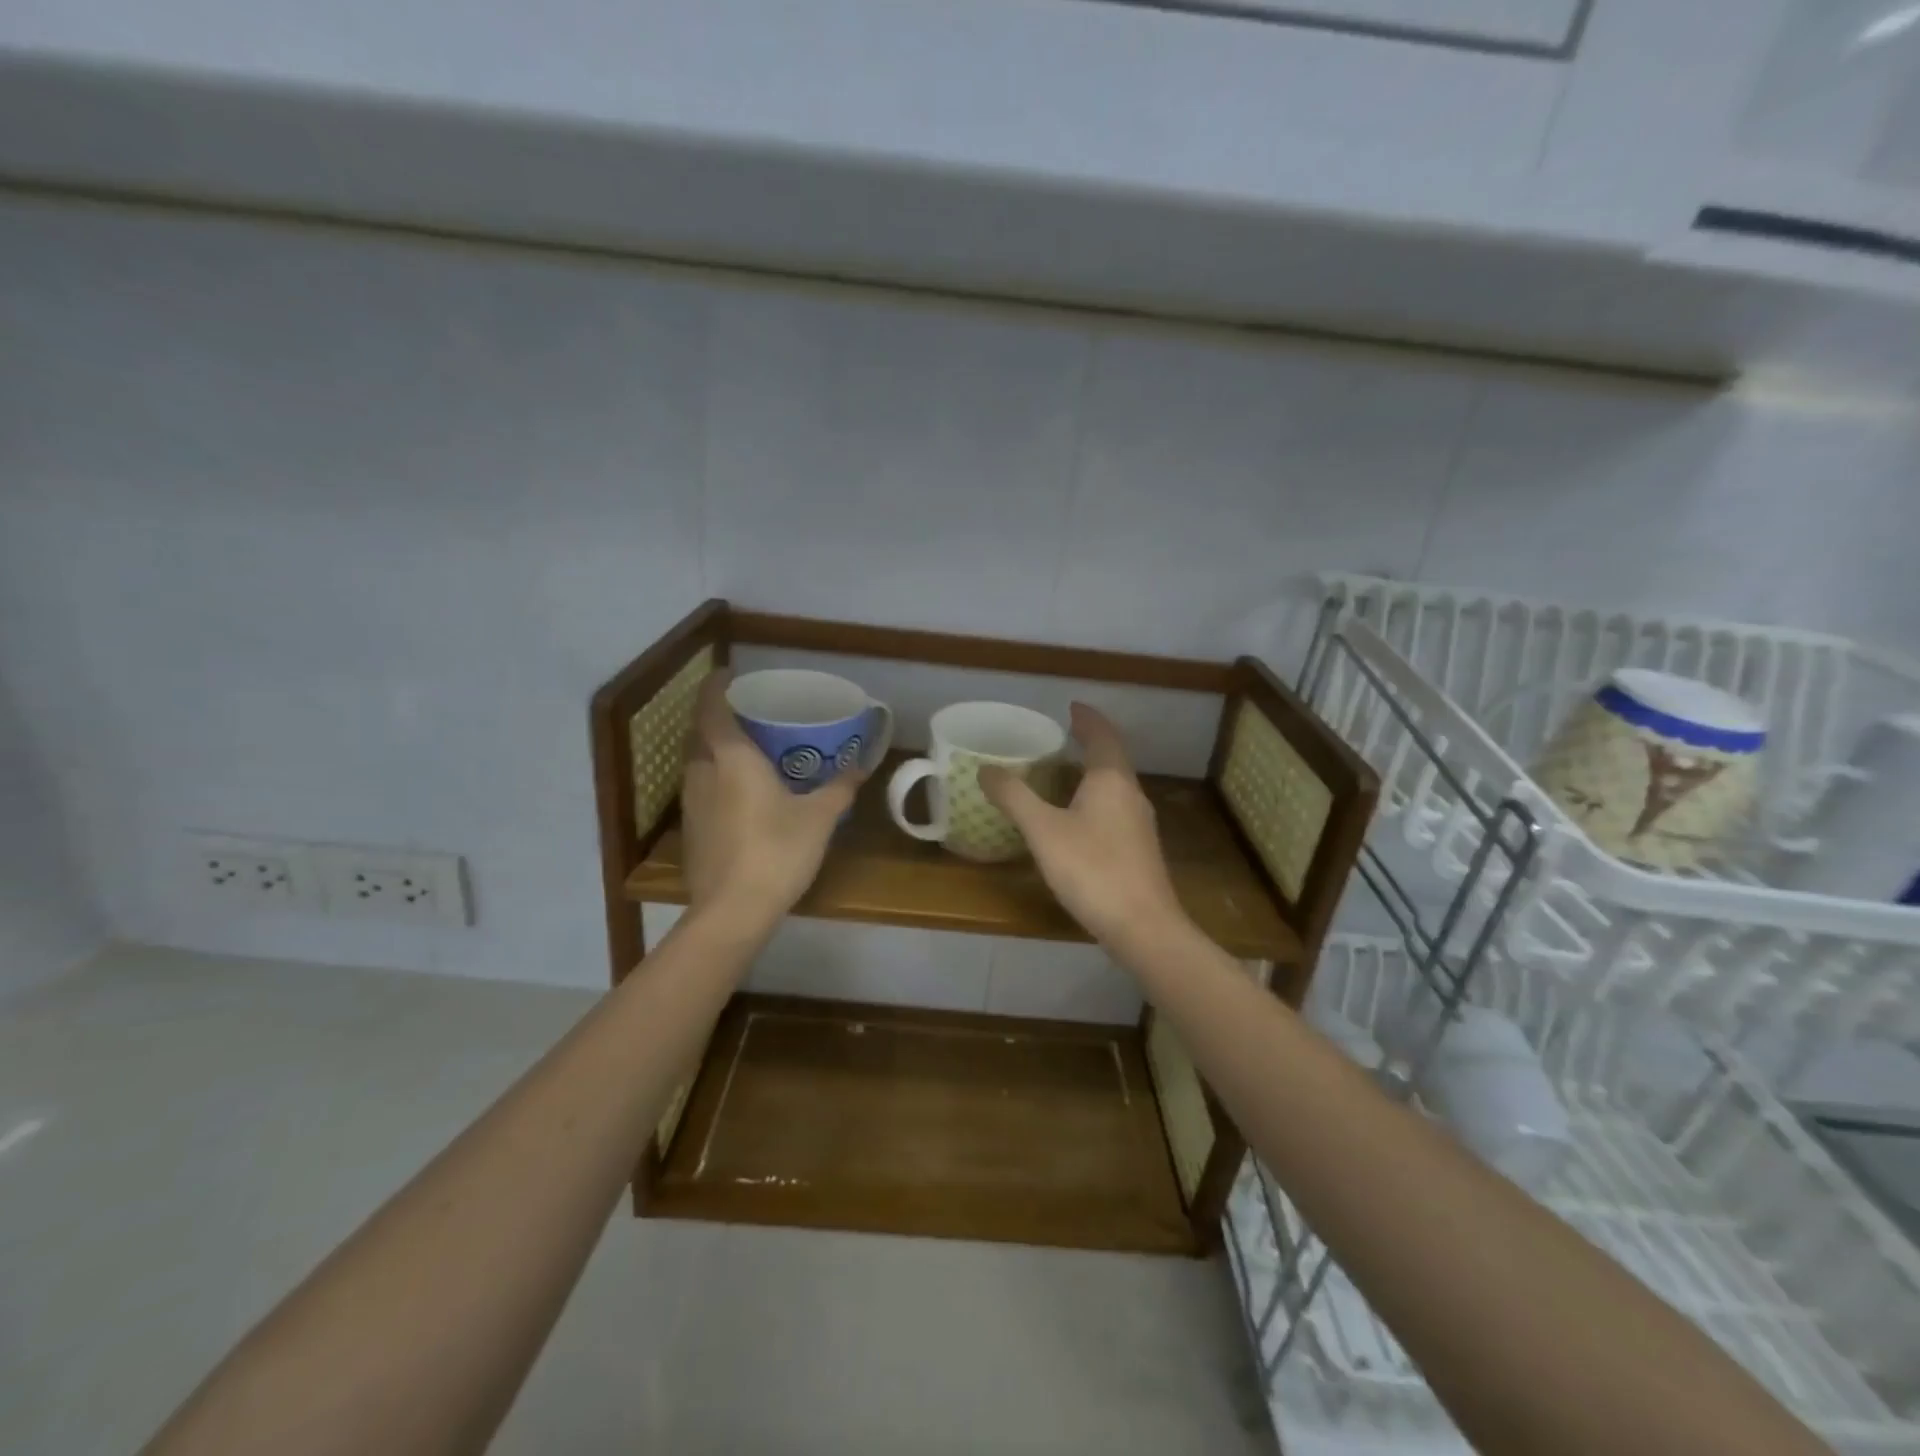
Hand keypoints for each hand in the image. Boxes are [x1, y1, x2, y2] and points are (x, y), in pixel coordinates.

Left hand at [680, 672, 865, 925]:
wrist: (733, 911)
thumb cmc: (777, 851)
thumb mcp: (819, 817)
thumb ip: (839, 787)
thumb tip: (861, 765)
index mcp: (732, 759)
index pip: (712, 708)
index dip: (716, 686)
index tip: (729, 674)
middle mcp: (703, 773)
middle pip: (701, 734)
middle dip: (718, 719)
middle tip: (748, 715)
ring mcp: (691, 804)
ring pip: (698, 764)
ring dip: (716, 751)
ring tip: (747, 752)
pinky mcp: (692, 831)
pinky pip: (701, 791)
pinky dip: (717, 781)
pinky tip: (740, 796)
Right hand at [979, 703, 1186, 948]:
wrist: (1143, 927)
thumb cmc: (1092, 869)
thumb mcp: (1043, 831)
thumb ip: (1014, 797)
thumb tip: (986, 769)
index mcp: (1111, 780)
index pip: (1102, 735)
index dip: (1087, 718)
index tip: (1071, 706)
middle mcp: (1131, 794)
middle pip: (1112, 758)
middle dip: (1090, 742)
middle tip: (1063, 735)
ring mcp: (1139, 823)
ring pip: (1115, 785)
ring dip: (1093, 771)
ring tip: (1066, 771)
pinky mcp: (1139, 849)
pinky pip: (1115, 808)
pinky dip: (1096, 798)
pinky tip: (1079, 817)